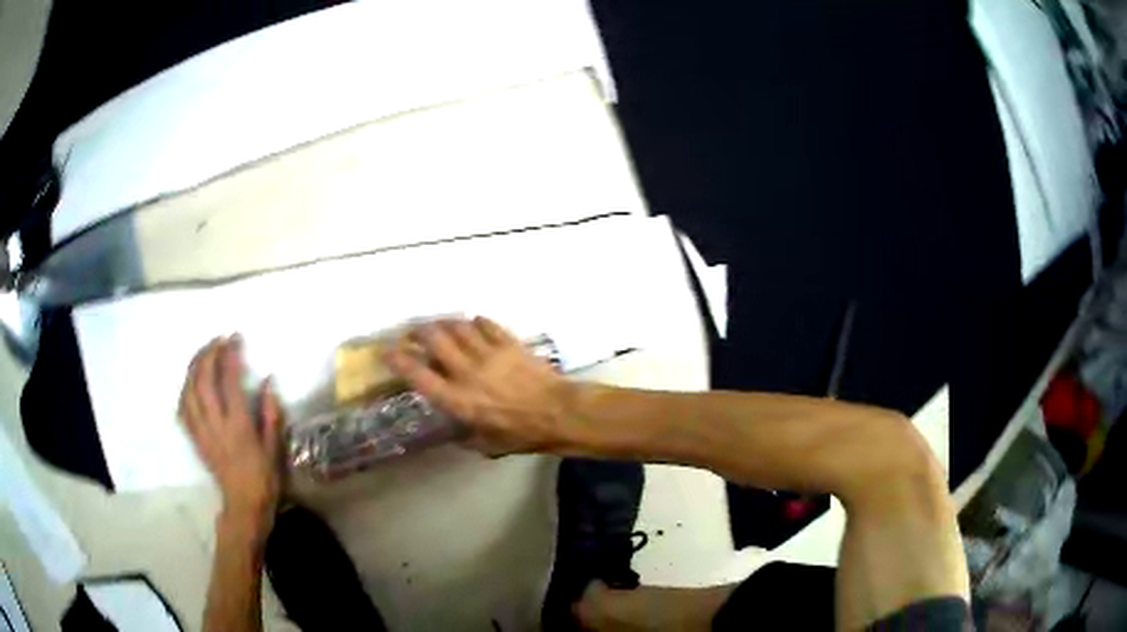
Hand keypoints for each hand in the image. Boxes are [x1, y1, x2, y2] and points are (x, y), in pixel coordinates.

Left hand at [179, 336, 282, 539]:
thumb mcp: (274, 447)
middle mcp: (216, 425)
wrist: (244, 504)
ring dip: (194, 366)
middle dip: (208, 354)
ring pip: (189, 390)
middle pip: (203, 380)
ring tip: (203, 353)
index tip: (235, 338)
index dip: (230, 355)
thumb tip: (268, 381)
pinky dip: (185, 388)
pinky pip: (183, 408)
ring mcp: (201, 431)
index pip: (229, 381)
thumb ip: (270, 413)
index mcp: (238, 426)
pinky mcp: (194, 438)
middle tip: (218, 340)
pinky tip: (191, 380)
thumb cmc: (264, 477)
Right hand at [385, 317, 574, 455]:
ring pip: (457, 326)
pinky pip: (485, 324)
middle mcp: (466, 371)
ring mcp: (488, 353)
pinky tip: (472, 325)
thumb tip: (456, 432)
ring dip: (443, 323)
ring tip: (438, 326)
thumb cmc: (522, 434)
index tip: (387, 352)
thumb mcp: (488, 445)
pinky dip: (474, 322)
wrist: (559, 412)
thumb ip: (466, 436)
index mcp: (457, 399)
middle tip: (412, 333)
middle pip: (434, 338)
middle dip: (417, 331)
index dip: (398, 360)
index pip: (418, 374)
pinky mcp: (508, 343)